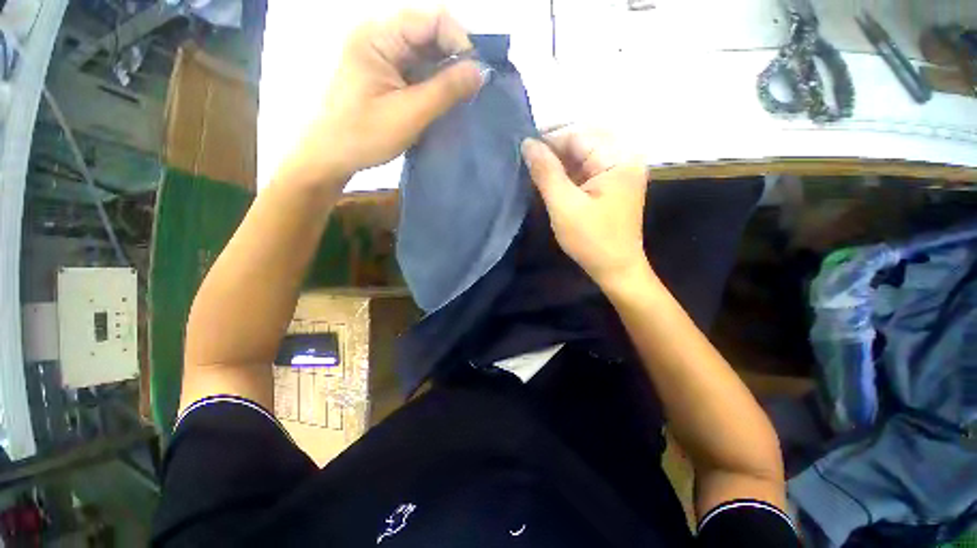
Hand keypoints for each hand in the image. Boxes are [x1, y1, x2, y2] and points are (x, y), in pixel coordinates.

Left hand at [275, 9, 484, 188]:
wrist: (332, 156)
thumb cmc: (364, 135)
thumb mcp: (409, 114)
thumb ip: (445, 90)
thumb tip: (481, 71)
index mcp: (378, 36)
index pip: (431, 20)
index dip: (460, 42)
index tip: (476, 76)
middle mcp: (380, 36)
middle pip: (429, 34)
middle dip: (455, 59)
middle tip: (473, 90)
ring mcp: (382, 56)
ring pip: (426, 53)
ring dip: (447, 73)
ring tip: (463, 97)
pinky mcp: (386, 74)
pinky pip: (418, 70)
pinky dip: (435, 83)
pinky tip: (446, 100)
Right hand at [521, 129, 649, 287]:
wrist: (616, 269)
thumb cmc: (591, 240)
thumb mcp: (564, 206)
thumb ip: (546, 172)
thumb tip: (528, 143)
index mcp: (618, 158)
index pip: (578, 135)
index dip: (548, 140)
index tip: (523, 150)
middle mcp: (623, 158)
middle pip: (582, 142)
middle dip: (553, 151)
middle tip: (527, 161)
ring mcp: (619, 171)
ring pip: (582, 156)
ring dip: (559, 163)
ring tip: (534, 171)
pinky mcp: (612, 185)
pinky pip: (586, 170)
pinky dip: (567, 174)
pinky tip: (551, 181)